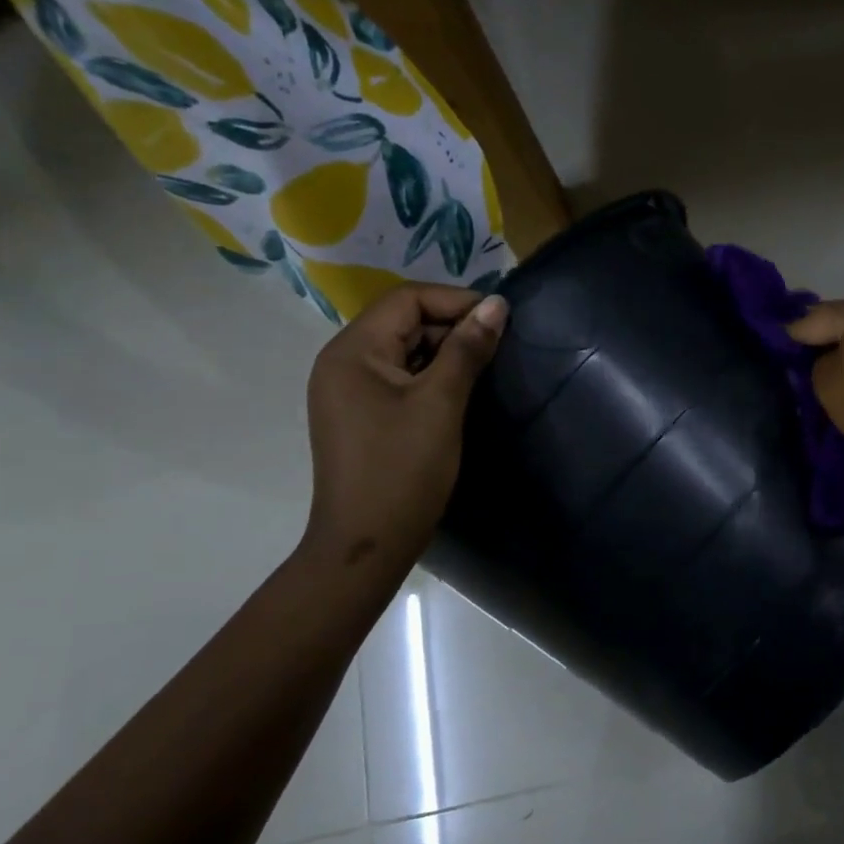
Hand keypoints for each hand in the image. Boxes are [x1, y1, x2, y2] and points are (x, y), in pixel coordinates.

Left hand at [302, 285, 507, 565]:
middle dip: (451, 326)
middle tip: (497, 345)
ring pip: (402, 351)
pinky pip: (397, 379)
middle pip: (402, 322)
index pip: (406, 300)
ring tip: (484, 367)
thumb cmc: (403, 470)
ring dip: (443, 352)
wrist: (367, 543)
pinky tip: (458, 392)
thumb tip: (496, 305)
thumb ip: (467, 350)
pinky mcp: (360, 415)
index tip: (501, 319)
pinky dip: (429, 376)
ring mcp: (348, 391)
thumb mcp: (440, 404)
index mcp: (352, 351)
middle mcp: (342, 363)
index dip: (455, 301)